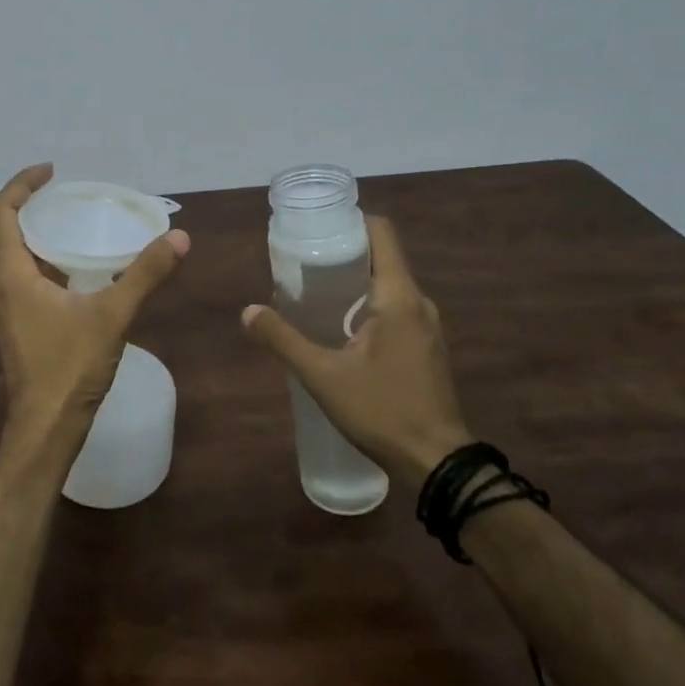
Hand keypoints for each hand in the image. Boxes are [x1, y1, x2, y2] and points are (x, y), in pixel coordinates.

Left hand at [0, 165, 188, 451]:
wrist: (46, 429)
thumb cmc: (69, 368)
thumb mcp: (112, 315)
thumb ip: (145, 274)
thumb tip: (179, 237)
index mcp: (11, 274)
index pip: (1, 212)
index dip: (22, 184)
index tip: (51, 170)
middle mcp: (1, 286)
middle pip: (7, 231)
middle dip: (34, 206)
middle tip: (71, 194)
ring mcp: (8, 309)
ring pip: (17, 257)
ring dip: (40, 235)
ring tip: (78, 224)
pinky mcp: (19, 326)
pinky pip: (27, 279)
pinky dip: (47, 262)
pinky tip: (81, 271)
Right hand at [240, 215, 469, 481]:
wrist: (437, 463)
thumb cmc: (382, 410)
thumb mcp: (322, 376)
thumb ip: (283, 340)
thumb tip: (247, 312)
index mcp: (398, 297)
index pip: (382, 233)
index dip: (350, 221)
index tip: (316, 227)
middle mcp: (418, 302)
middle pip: (382, 256)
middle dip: (343, 252)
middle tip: (302, 261)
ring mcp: (427, 326)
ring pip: (388, 284)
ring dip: (354, 281)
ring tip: (314, 291)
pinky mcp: (426, 347)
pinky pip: (395, 308)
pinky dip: (368, 304)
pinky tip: (339, 326)